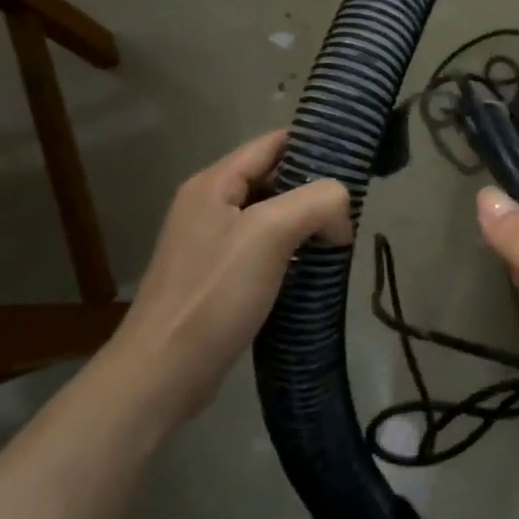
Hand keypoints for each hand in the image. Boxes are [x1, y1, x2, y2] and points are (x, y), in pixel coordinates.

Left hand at [107, 131, 350, 428]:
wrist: (162, 375)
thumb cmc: (213, 295)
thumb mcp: (270, 233)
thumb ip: (316, 202)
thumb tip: (342, 214)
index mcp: (215, 183)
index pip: (273, 142)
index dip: (315, 143)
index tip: (356, 159)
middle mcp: (211, 205)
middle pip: (275, 177)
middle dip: (317, 188)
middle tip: (355, 206)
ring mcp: (213, 243)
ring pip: (274, 215)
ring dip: (308, 222)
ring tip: (343, 236)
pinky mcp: (220, 278)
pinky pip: (267, 248)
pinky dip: (295, 251)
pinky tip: (317, 268)